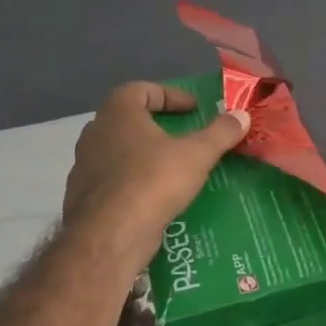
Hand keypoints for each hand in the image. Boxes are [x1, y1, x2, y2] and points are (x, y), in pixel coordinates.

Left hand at [63, 83, 249, 251]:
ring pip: (119, 151)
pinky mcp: (83, 197)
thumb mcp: (197, 154)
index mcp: (118, 113)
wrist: (110, 235)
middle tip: (183, 136)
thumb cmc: (153, 181)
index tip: (194, 109)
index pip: (140, 89)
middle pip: (128, 119)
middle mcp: (95, 133)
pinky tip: (154, 197)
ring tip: (172, 168)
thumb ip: (220, 132)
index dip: (170, 95)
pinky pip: (113, 180)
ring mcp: (84, 166)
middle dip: (157, 125)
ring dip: (144, 154)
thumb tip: (242, 115)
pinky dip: (133, 182)